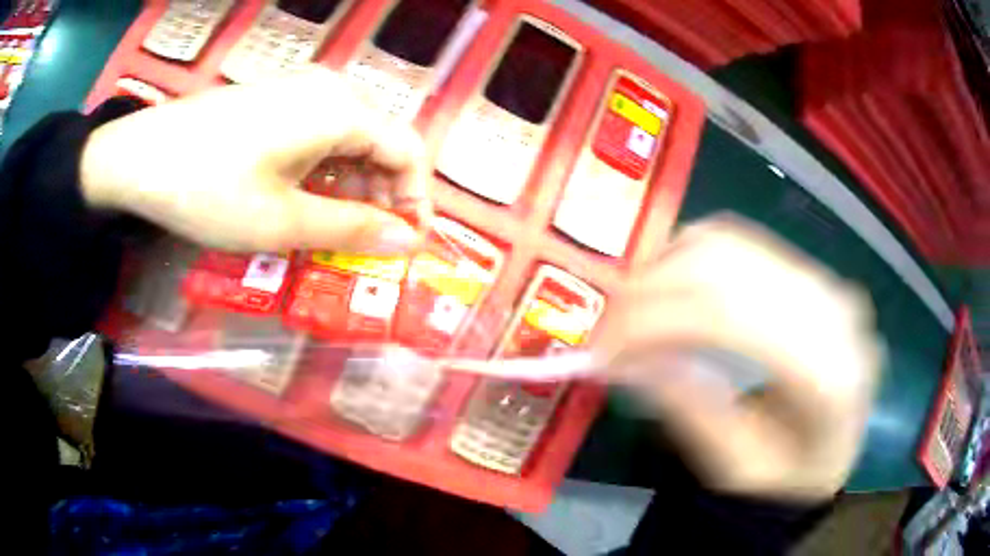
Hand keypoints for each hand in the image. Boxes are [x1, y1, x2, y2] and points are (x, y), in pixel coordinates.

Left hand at [80, 70, 430, 252]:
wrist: (139, 157)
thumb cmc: (210, 189)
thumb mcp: (283, 221)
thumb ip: (352, 229)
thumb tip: (409, 242)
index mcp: (341, 109)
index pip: (408, 151)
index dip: (415, 200)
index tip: (405, 244)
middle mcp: (329, 89)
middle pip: (379, 142)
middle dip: (382, 196)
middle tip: (365, 245)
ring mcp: (298, 90)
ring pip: (347, 139)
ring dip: (350, 187)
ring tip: (331, 229)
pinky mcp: (274, 100)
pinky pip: (317, 133)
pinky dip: (322, 171)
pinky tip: (299, 198)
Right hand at [597, 216, 881, 500]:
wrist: (838, 444)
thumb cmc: (790, 473)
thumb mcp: (735, 464)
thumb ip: (688, 409)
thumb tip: (623, 359)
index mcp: (828, 374)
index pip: (733, 318)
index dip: (659, 321)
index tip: (603, 347)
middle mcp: (834, 312)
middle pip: (729, 270)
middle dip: (654, 289)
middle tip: (607, 327)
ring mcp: (825, 282)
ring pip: (732, 245)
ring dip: (669, 267)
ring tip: (632, 308)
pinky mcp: (809, 272)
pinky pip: (741, 242)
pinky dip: (692, 254)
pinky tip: (669, 283)